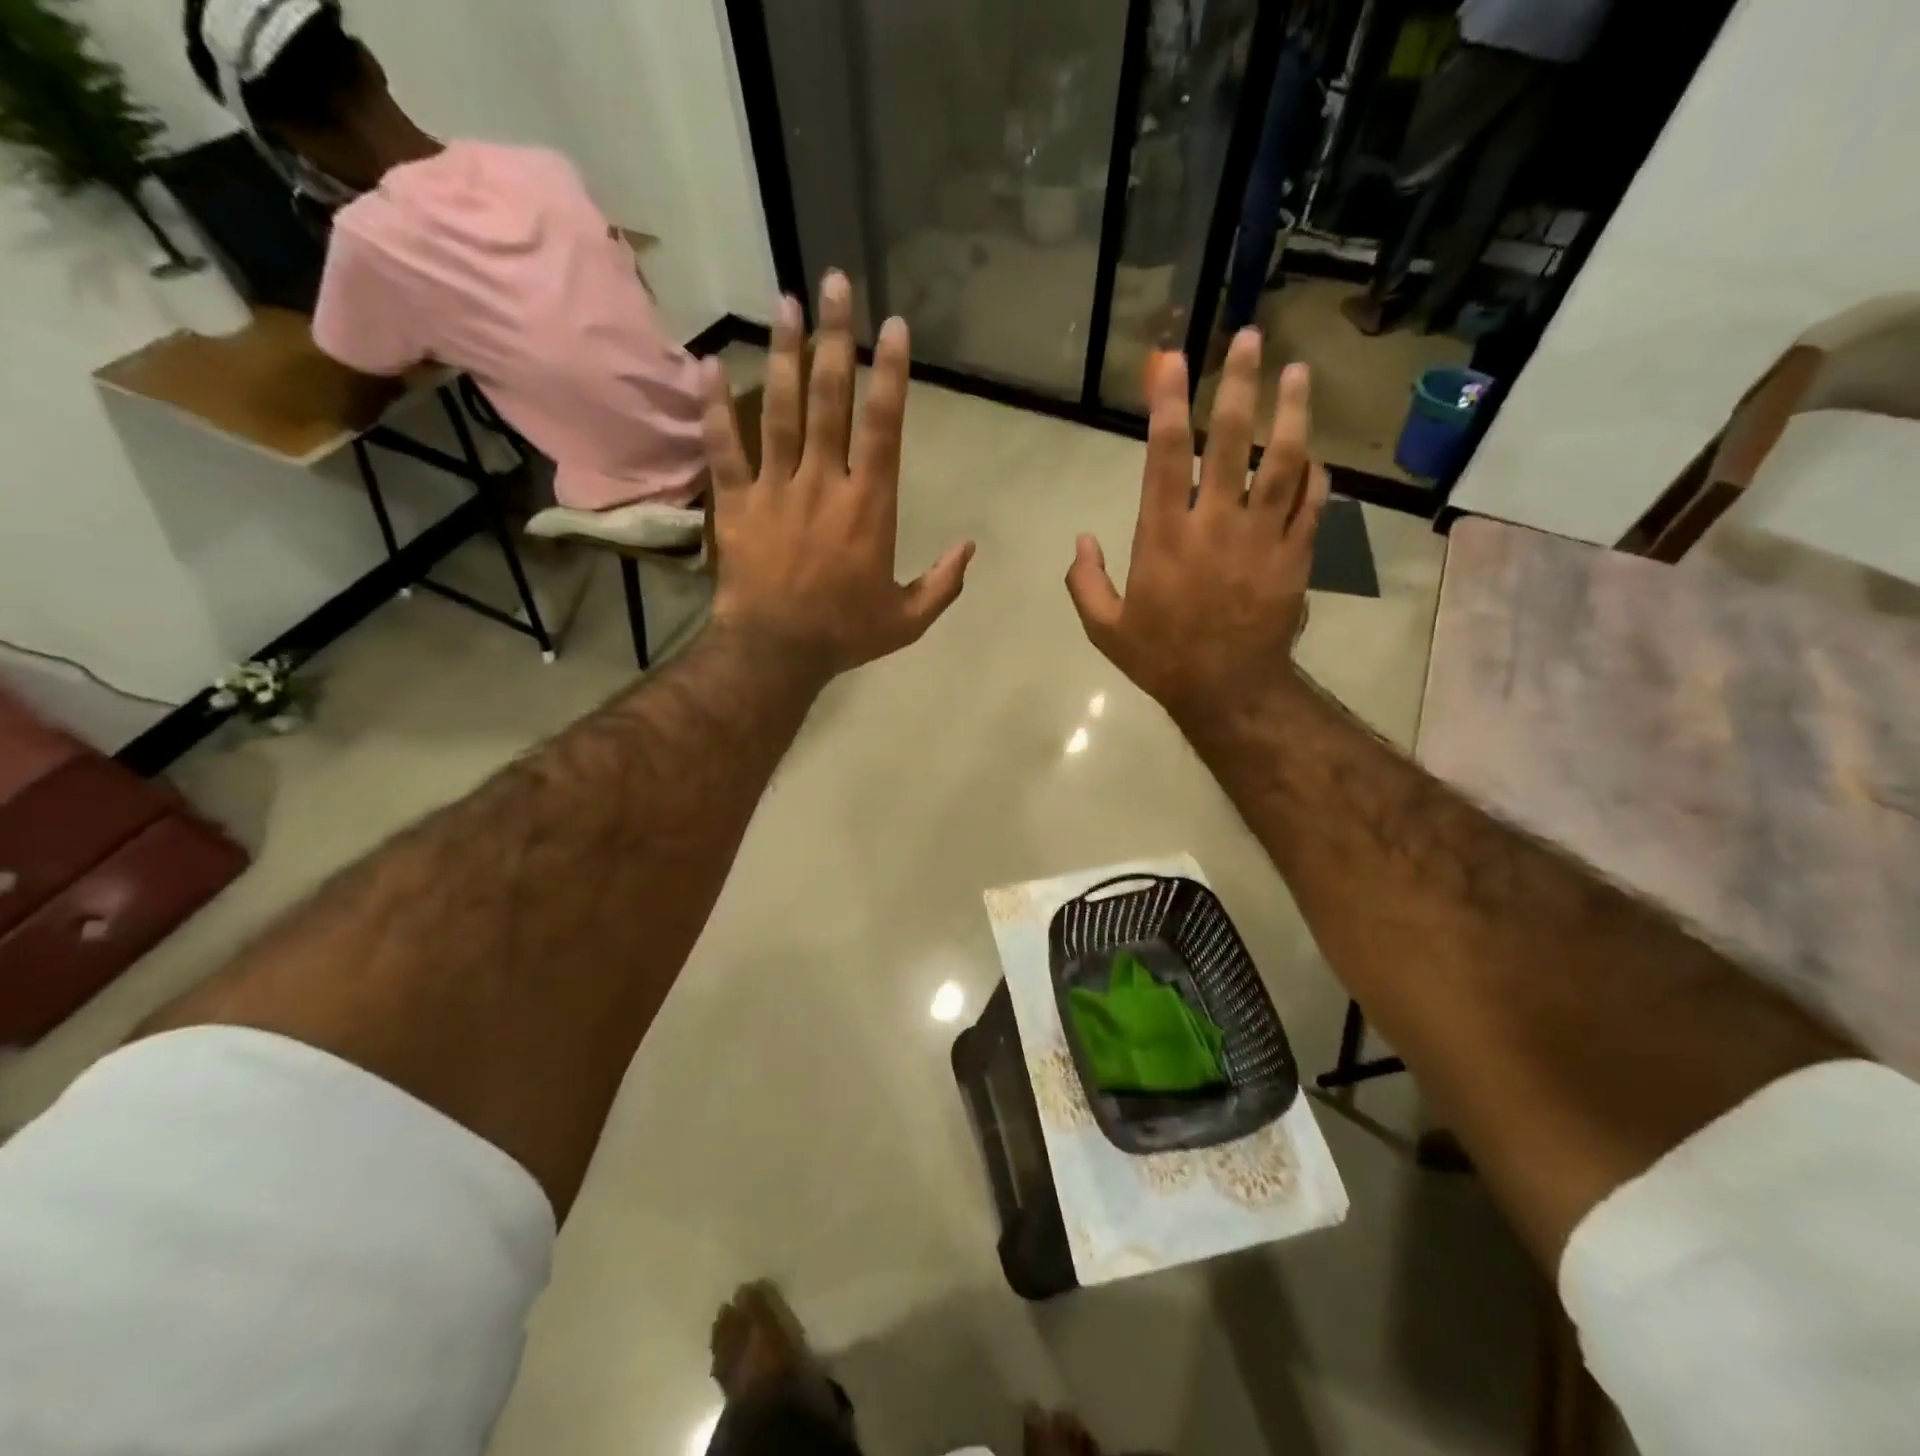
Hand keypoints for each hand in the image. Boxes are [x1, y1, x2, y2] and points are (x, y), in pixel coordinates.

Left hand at [703, 271, 974, 679]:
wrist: (776, 652)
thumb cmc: (845, 634)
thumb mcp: (908, 619)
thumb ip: (943, 582)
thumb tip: (971, 547)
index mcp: (869, 505)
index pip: (883, 426)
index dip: (890, 374)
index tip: (893, 327)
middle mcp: (824, 482)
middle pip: (831, 399)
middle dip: (836, 338)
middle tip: (836, 283)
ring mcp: (775, 488)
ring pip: (780, 409)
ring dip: (784, 353)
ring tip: (784, 301)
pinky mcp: (736, 502)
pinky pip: (724, 447)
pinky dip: (715, 407)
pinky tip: (710, 364)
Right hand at [1065, 334, 1329, 724]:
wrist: (1228, 691)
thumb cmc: (1162, 658)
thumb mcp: (1104, 629)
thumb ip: (1085, 582)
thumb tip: (1081, 539)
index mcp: (1165, 538)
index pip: (1167, 456)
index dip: (1168, 403)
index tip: (1173, 361)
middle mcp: (1216, 524)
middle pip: (1231, 441)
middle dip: (1238, 384)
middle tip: (1248, 338)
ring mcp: (1263, 537)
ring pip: (1284, 461)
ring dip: (1291, 412)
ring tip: (1297, 372)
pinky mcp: (1296, 555)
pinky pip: (1312, 503)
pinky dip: (1315, 473)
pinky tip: (1314, 451)